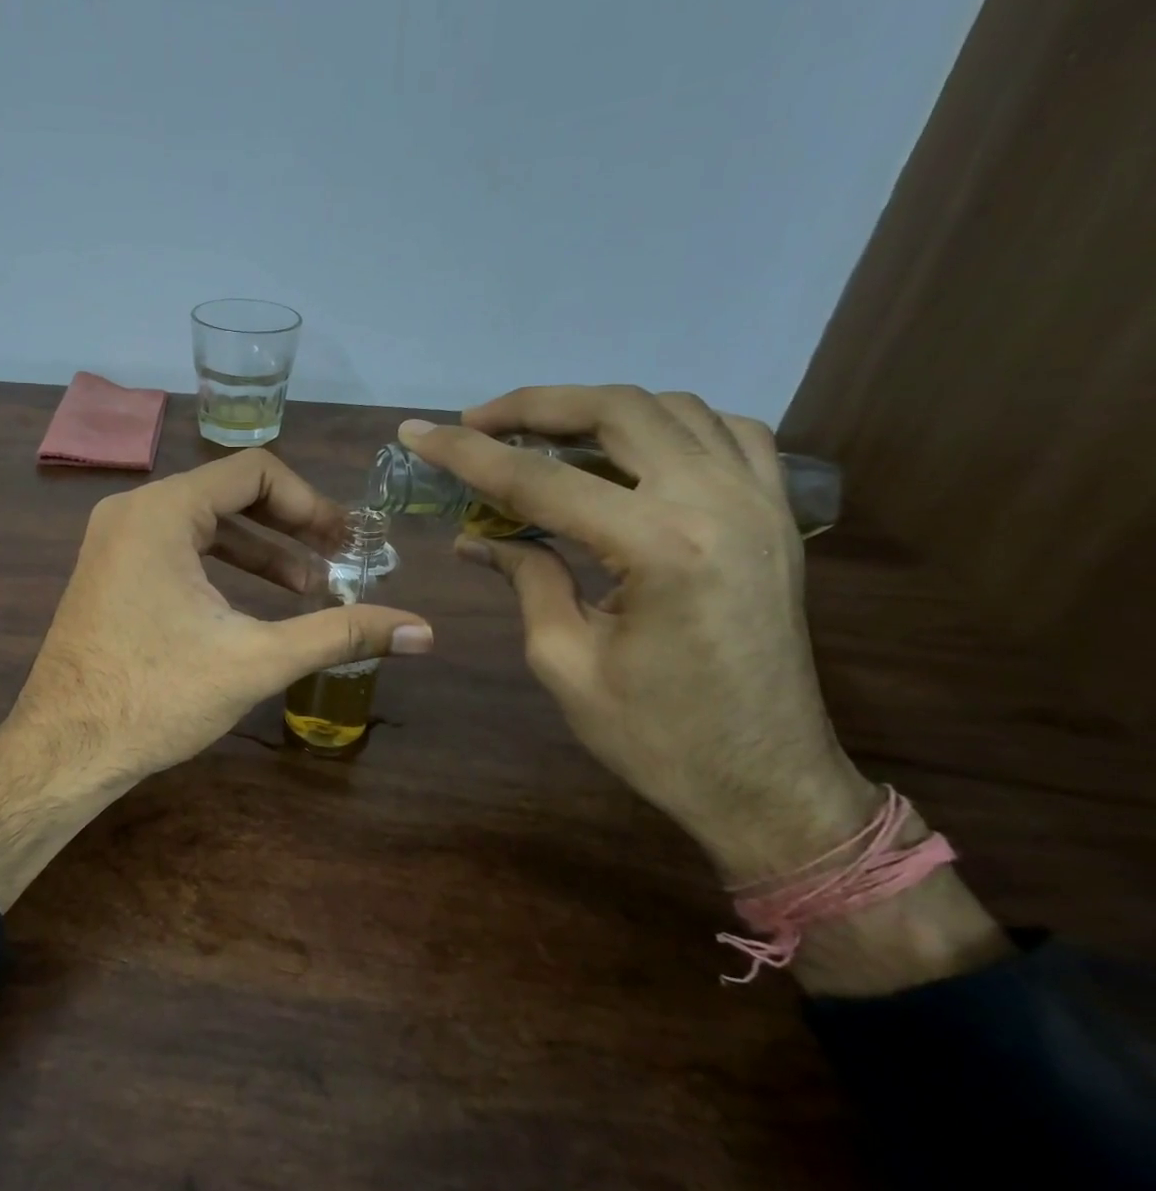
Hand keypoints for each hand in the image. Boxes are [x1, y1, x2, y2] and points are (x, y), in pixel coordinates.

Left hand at [0, 450, 431, 907]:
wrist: (64, 749)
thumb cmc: (156, 697)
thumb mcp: (257, 659)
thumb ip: (341, 634)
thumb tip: (424, 631)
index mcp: (162, 511)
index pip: (255, 472)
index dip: (311, 503)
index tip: (347, 543)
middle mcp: (132, 511)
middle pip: (230, 495)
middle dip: (291, 529)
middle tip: (339, 563)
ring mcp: (114, 542)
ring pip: (204, 526)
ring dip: (261, 552)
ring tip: (309, 591)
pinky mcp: (109, 573)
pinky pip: (177, 550)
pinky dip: (221, 568)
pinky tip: (255, 604)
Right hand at [401, 385, 874, 882]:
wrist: (767, 782)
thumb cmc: (656, 738)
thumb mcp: (565, 662)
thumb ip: (526, 579)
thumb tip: (480, 538)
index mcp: (658, 547)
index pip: (540, 480)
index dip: (467, 454)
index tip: (416, 434)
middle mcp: (716, 502)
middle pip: (615, 412)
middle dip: (533, 408)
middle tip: (475, 424)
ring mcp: (759, 502)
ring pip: (671, 409)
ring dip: (595, 411)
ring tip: (540, 436)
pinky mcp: (775, 516)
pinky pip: (726, 433)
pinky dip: (666, 425)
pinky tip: (628, 451)